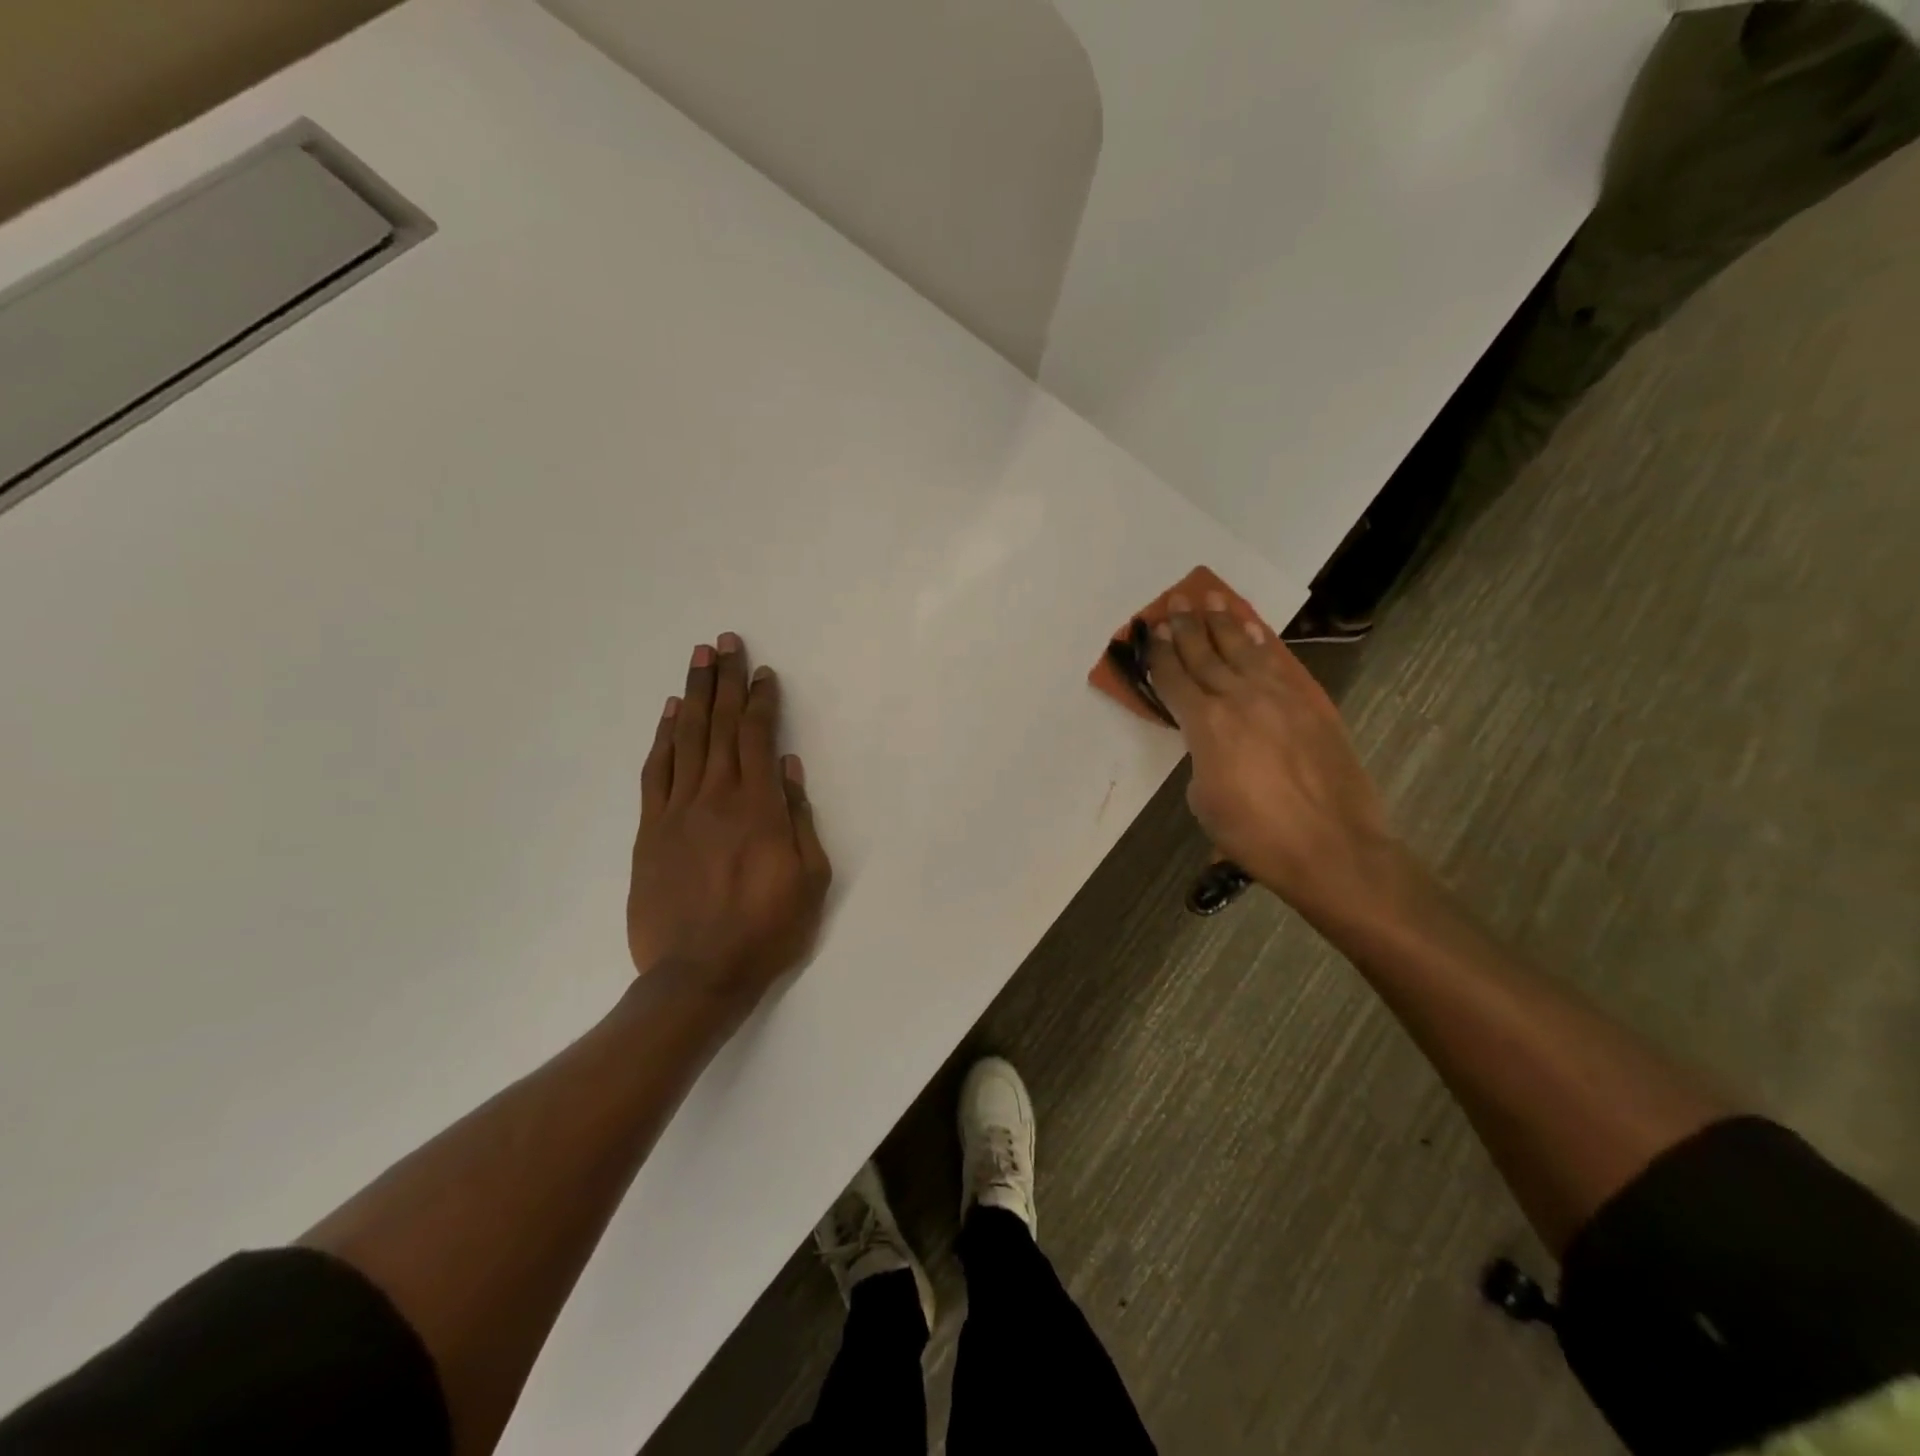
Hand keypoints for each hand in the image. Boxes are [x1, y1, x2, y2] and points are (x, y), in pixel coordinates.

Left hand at [627, 634, 831, 1011]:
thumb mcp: (810, 878)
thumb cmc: (767, 929)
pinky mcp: (651, 831)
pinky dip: (663, 738)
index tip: (764, 672)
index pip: (757, 737)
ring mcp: (678, 811)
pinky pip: (656, 772)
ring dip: (694, 695)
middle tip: (724, 642)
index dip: (761, 700)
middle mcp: (716, 797)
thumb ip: (798, 818)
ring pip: (686, 739)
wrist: (698, 974)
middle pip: (720, 726)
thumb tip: (787, 767)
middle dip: (725, 680)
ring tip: (698, 660)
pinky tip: (669, 714)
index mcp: (759, 807)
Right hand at [1148, 592, 1400, 922]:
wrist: (1333, 847)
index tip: (1148, 631)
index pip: (1174, 679)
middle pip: (1205, 653)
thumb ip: (1202, 759)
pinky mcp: (1311, 705)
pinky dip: (1262, 643)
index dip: (1159, 654)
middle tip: (1174, 601)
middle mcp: (1239, 699)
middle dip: (1185, 626)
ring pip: (1244, 649)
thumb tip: (1213, 743)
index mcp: (1206, 725)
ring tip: (1210, 598)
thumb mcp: (1205, 801)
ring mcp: (1279, 697)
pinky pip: (1278, 664)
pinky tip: (1253, 629)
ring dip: (1224, 622)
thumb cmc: (1256, 835)